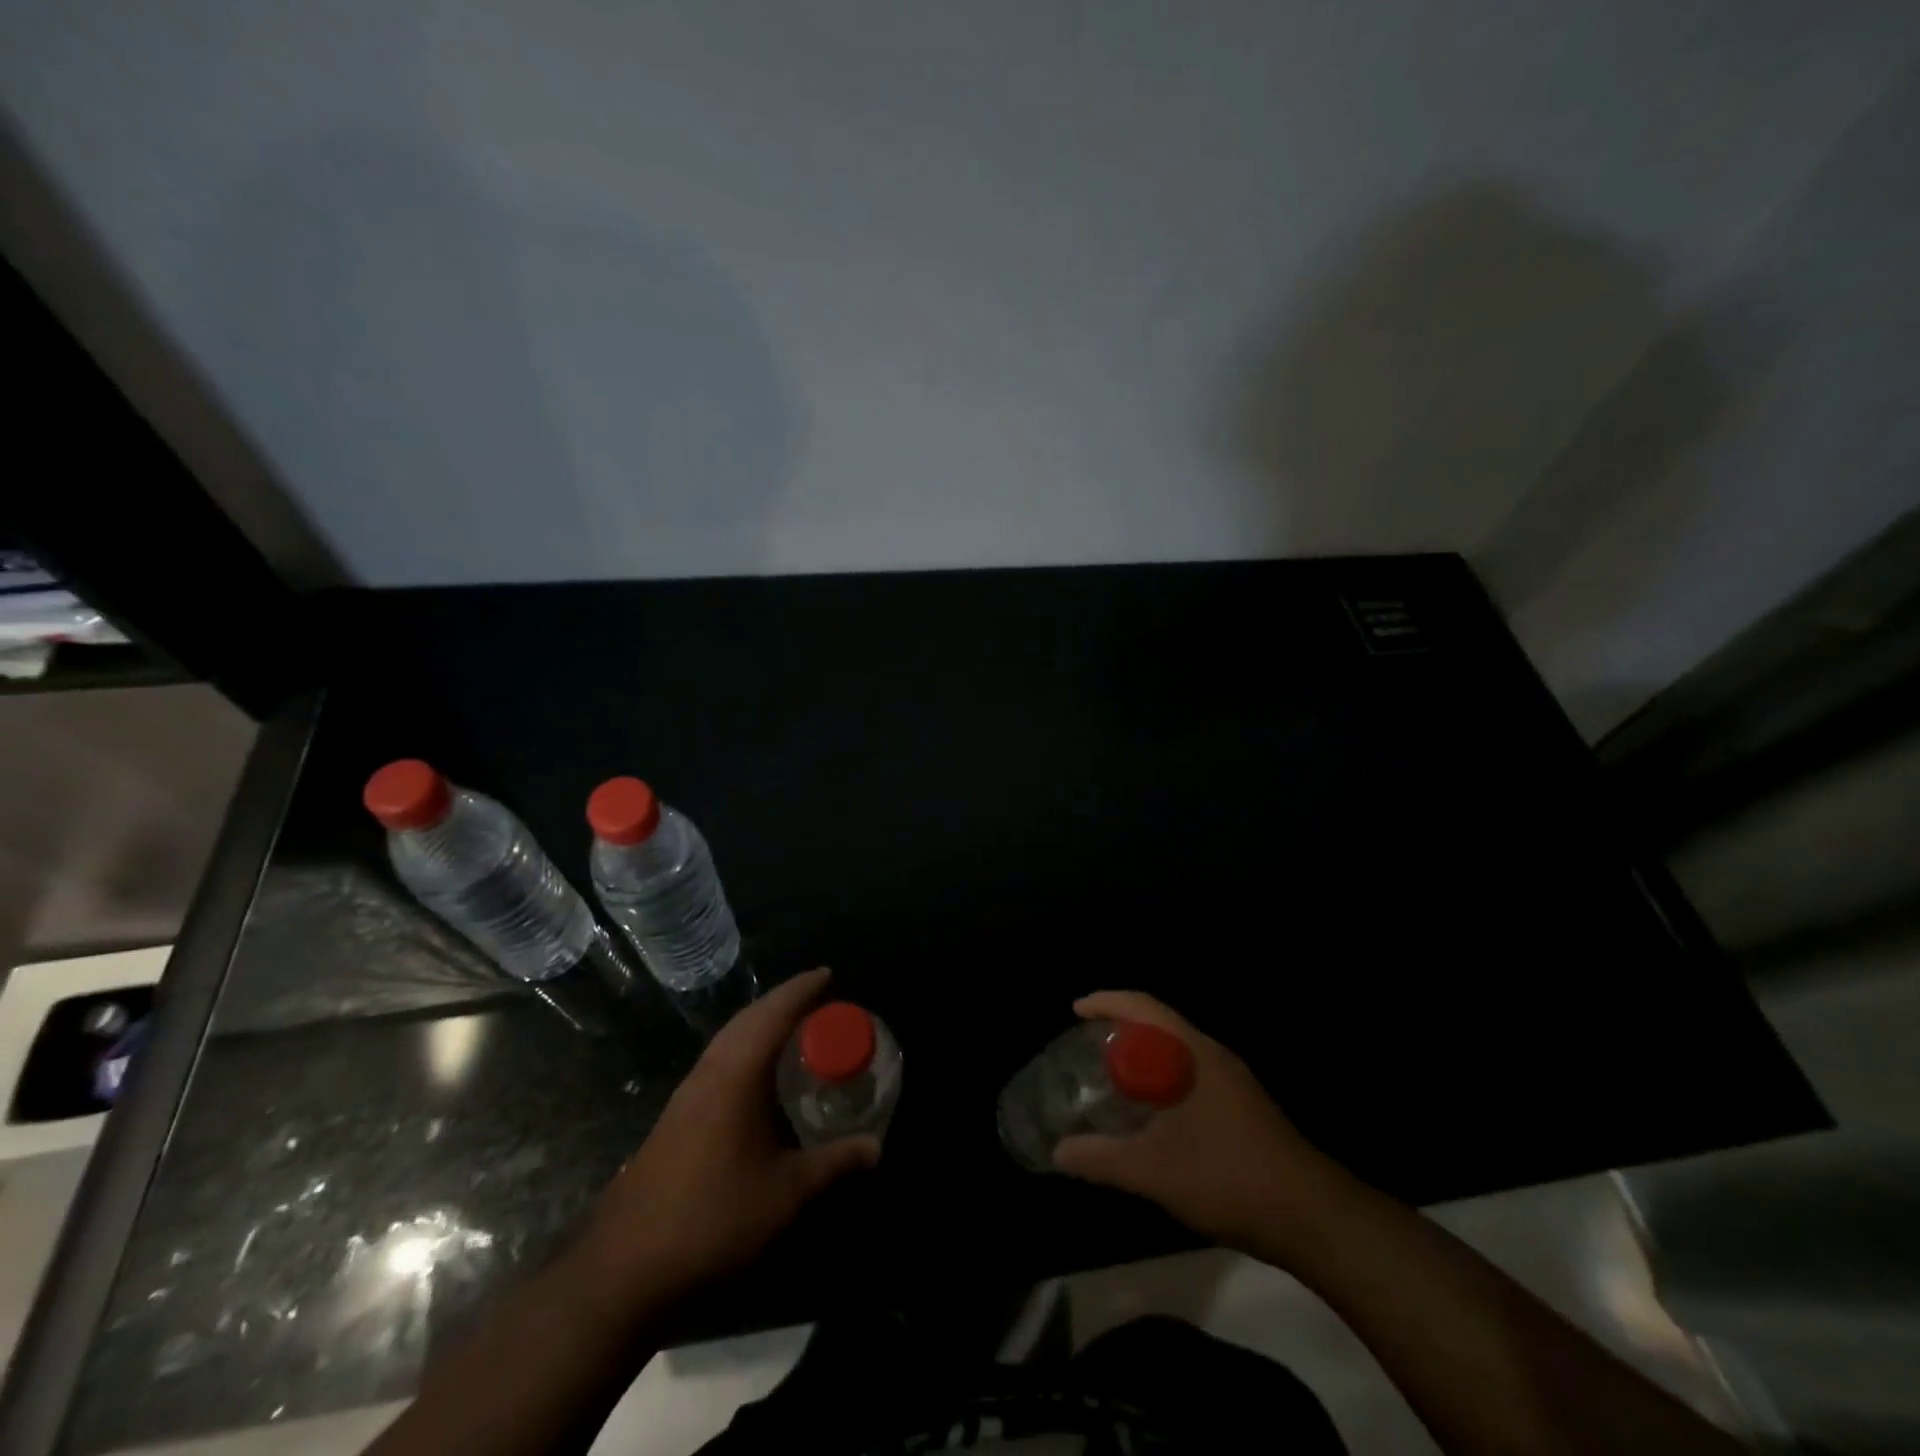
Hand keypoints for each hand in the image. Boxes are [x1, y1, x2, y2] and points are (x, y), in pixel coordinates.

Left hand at [577, 968, 878, 1307]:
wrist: (624, 1270)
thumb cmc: (713, 1219)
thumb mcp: (785, 1194)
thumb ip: (833, 1164)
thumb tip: (876, 1147)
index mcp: (734, 1076)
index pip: (772, 1014)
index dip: (801, 990)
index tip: (828, 974)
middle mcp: (707, 1074)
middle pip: (747, 1020)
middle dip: (782, 1002)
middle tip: (818, 999)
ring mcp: (685, 1096)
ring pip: (728, 1041)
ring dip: (760, 1025)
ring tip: (794, 1029)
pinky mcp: (675, 1119)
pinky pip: (718, 1062)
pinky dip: (745, 1050)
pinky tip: (757, 1078)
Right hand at [1052, 991, 1349, 1260]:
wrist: (1312, 1218)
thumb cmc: (1229, 1177)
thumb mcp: (1154, 1171)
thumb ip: (1102, 1159)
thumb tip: (1058, 1152)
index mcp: (1194, 1054)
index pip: (1144, 1007)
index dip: (1106, 1002)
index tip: (1075, 1010)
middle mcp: (1213, 1057)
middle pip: (1158, 1025)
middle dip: (1119, 1028)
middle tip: (1084, 1047)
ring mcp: (1232, 1083)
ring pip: (1174, 1053)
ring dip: (1140, 1057)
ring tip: (1106, 1077)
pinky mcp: (1241, 1108)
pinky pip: (1187, 1075)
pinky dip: (1159, 1081)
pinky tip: (1146, 1115)